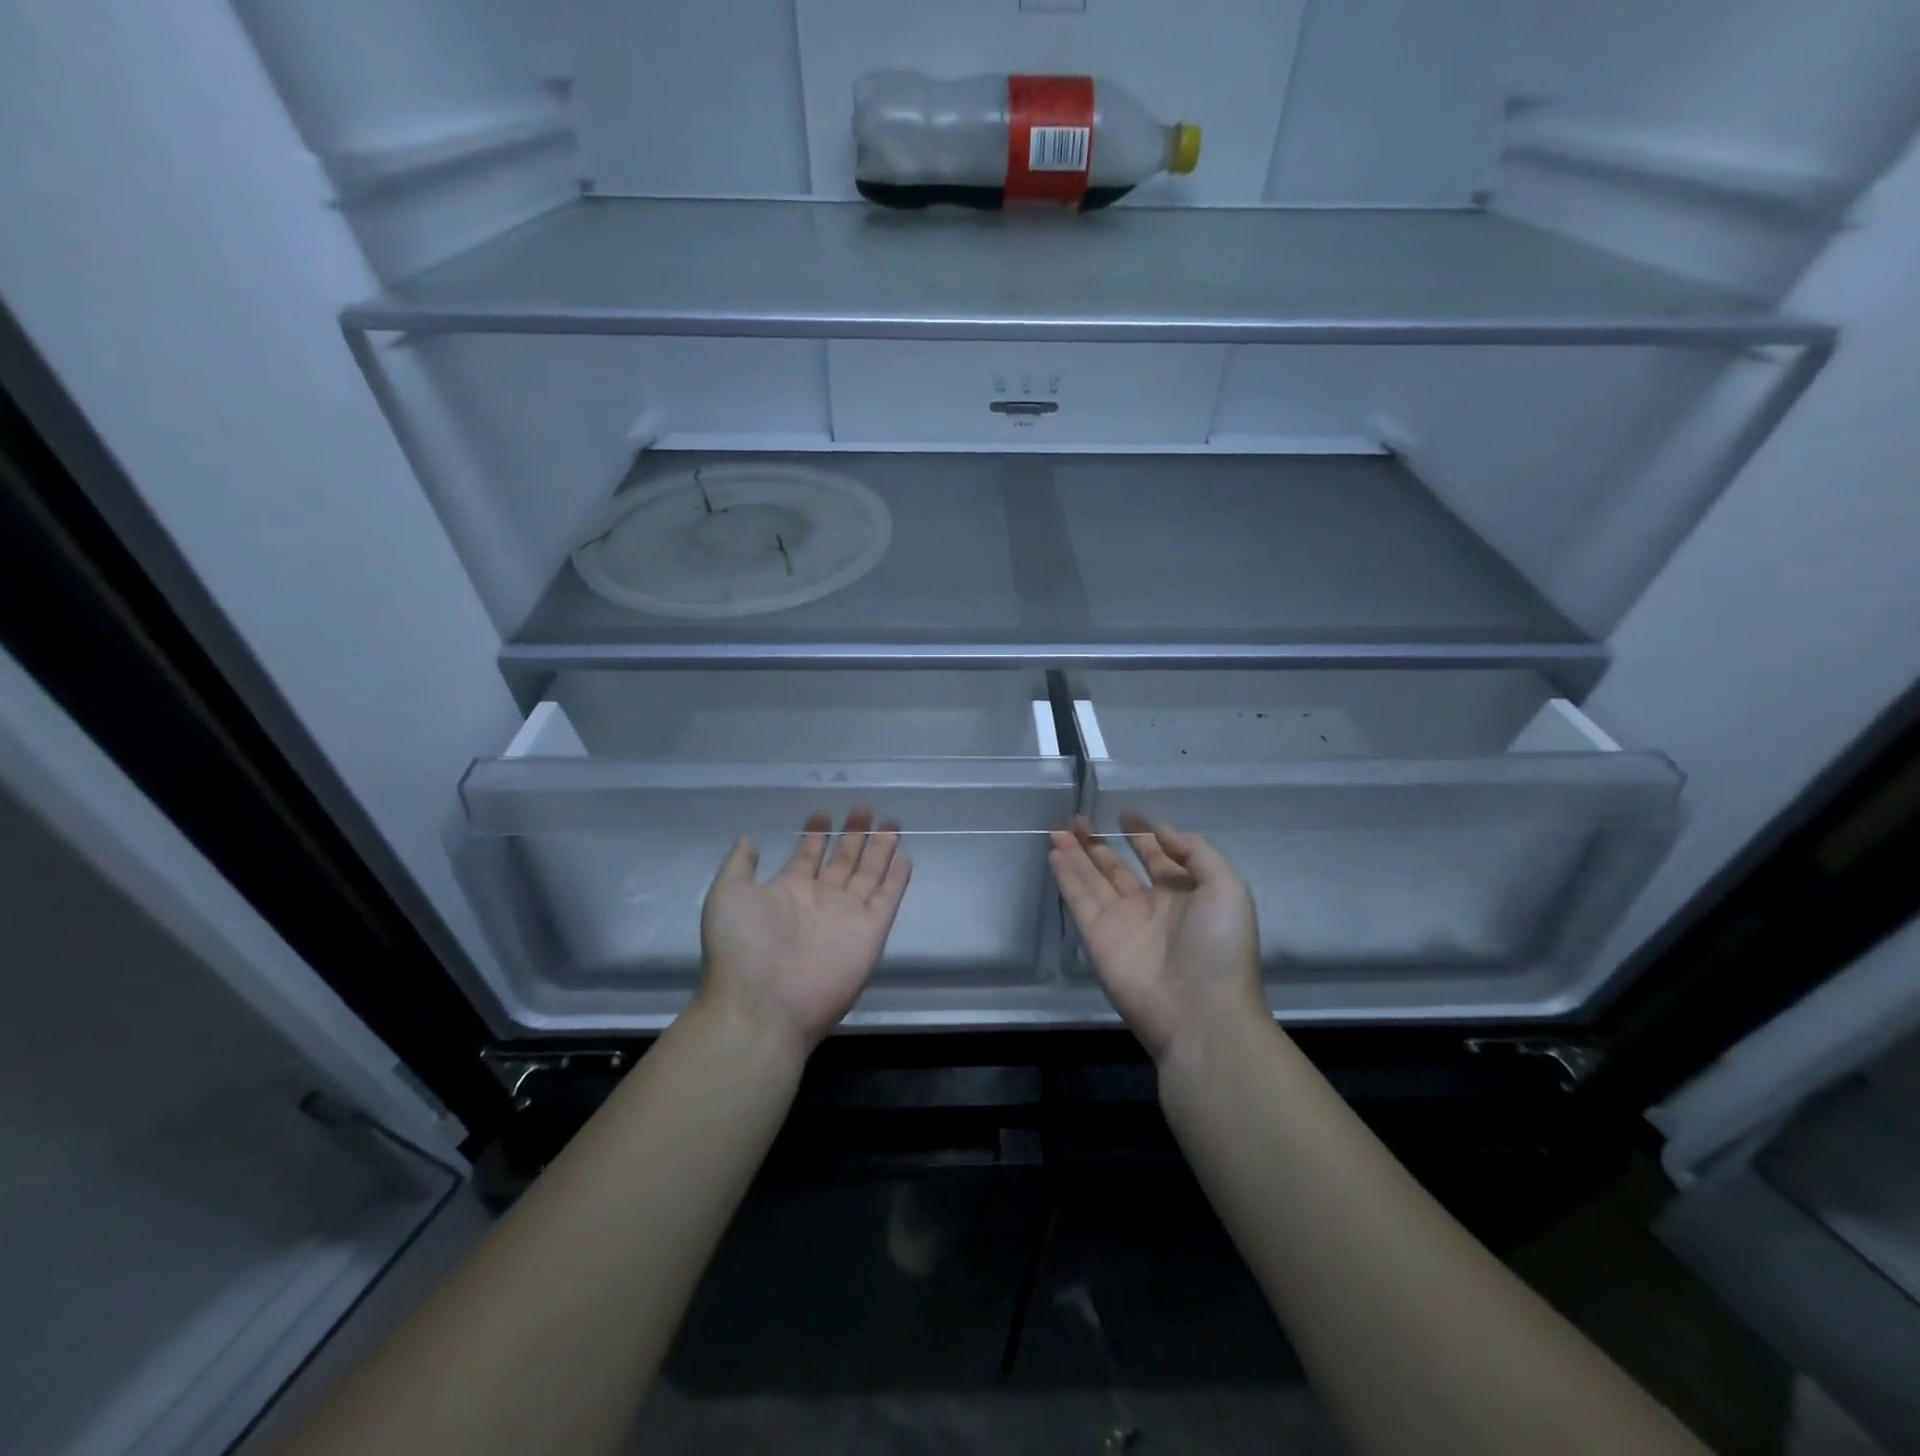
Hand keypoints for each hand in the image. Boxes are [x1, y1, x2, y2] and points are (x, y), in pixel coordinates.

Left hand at [698, 811, 911, 1053]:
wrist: (764, 1004)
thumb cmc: (742, 947)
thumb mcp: (727, 896)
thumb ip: (739, 865)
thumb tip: (749, 838)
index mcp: (788, 892)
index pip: (808, 857)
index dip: (815, 835)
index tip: (823, 813)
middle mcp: (820, 901)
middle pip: (843, 861)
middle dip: (853, 835)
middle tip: (864, 809)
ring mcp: (848, 916)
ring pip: (869, 874)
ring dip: (879, 850)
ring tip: (890, 824)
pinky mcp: (871, 932)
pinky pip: (888, 899)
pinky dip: (897, 880)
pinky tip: (904, 858)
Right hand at [1050, 814, 1263, 1063]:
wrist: (1201, 1013)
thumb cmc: (1220, 947)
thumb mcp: (1226, 888)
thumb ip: (1195, 852)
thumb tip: (1160, 828)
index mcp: (1184, 895)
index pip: (1157, 858)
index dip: (1141, 834)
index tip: (1125, 813)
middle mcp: (1149, 906)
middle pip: (1116, 868)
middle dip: (1098, 843)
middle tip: (1077, 818)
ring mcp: (1121, 923)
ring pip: (1092, 880)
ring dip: (1076, 854)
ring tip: (1058, 828)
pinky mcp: (1097, 939)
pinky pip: (1079, 900)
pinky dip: (1066, 876)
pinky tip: (1055, 853)